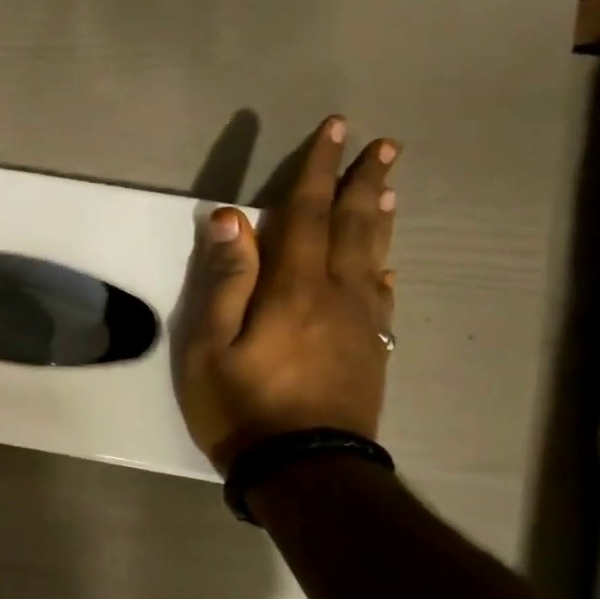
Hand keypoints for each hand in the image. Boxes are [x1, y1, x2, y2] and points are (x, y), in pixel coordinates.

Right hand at [175, 115, 398, 472]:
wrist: (304, 469)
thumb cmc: (242, 407)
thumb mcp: (210, 346)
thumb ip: (224, 280)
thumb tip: (230, 219)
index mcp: (293, 289)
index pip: (308, 215)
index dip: (318, 171)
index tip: (336, 129)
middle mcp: (336, 296)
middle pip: (353, 228)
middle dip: (363, 183)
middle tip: (384, 144)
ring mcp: (360, 325)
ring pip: (375, 258)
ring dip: (380, 218)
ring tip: (389, 187)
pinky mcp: (371, 354)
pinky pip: (382, 300)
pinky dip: (384, 272)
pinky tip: (386, 267)